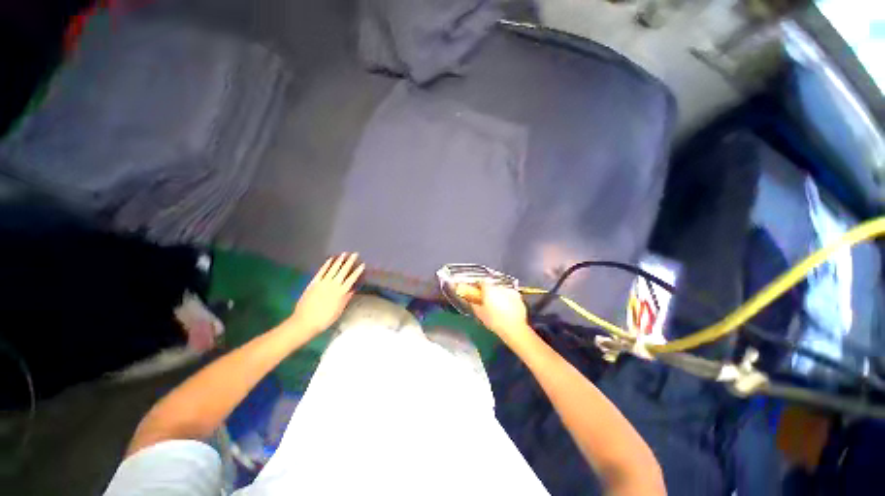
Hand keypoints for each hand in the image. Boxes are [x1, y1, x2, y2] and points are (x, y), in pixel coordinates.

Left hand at [288, 253, 364, 336]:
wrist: (305, 321)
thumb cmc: (325, 318)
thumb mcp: (339, 310)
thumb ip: (346, 298)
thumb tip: (353, 289)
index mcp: (341, 292)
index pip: (352, 279)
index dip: (357, 271)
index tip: (362, 265)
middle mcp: (333, 285)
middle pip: (343, 271)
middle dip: (350, 262)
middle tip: (355, 254)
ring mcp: (323, 282)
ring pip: (333, 269)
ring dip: (339, 261)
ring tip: (344, 254)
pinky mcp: (314, 283)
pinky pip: (321, 271)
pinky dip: (326, 265)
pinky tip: (330, 260)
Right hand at [463, 283, 534, 347]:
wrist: (514, 328)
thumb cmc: (495, 321)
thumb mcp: (479, 314)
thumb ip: (473, 304)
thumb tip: (471, 301)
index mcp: (489, 289)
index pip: (481, 282)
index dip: (478, 287)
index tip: (476, 292)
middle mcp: (499, 287)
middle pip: (491, 286)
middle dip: (489, 292)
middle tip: (486, 302)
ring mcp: (510, 291)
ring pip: (501, 291)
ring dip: (498, 295)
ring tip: (497, 307)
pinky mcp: (518, 297)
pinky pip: (509, 296)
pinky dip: (507, 300)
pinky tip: (506, 309)